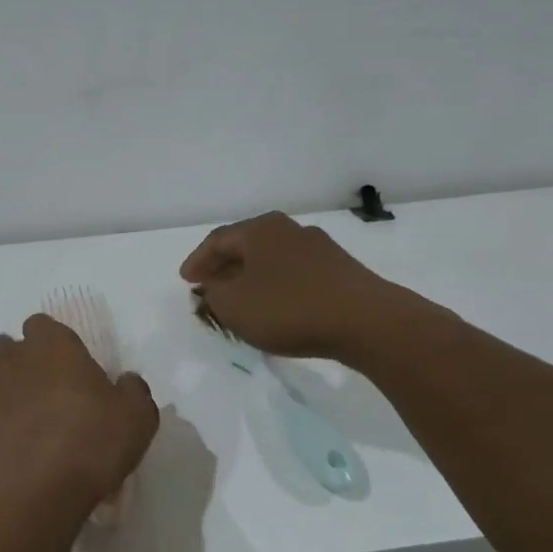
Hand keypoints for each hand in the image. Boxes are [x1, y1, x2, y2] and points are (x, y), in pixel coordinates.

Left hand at [0, 315, 159, 514]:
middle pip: (3, 346)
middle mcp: (10, 358)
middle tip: (36, 395)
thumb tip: (125, 381)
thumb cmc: (93, 444)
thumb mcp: (138, 416)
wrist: (40, 490)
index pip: (40, 325)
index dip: (49, 343)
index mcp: (53, 346)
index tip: (62, 368)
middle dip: (15, 363)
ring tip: (7, 418)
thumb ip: (132, 389)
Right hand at [181, 211, 400, 359]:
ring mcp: (319, 248)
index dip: (197, 260)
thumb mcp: (234, 305)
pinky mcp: (341, 271)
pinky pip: (295, 274)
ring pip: (272, 260)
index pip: (217, 240)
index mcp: (260, 230)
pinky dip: (276, 287)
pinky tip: (275, 308)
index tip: (186, 280)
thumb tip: (214, 287)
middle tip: (209, 286)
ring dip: (251, 278)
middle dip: (224, 267)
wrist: (366, 322)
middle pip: (246, 246)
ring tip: (240, 300)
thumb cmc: (289, 308)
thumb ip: (214, 294)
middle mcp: (289, 230)